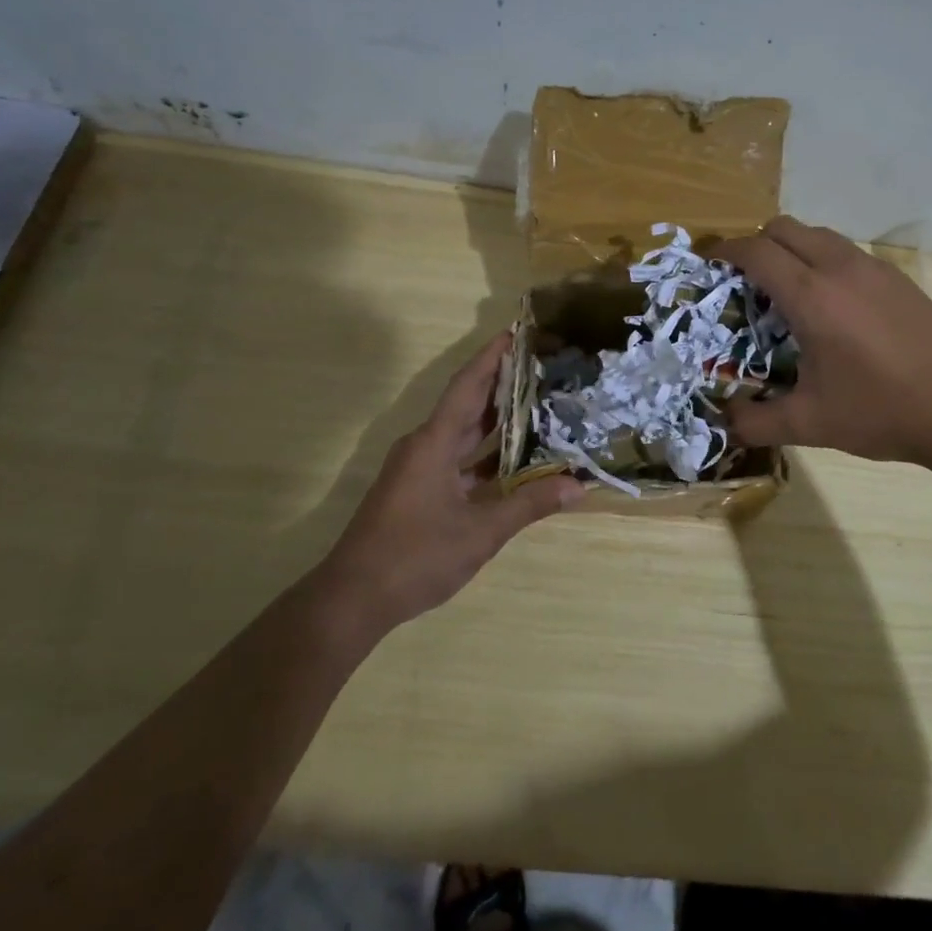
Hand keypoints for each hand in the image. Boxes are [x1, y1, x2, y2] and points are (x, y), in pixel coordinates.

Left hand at [325, 333, 581, 625]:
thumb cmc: (415, 557)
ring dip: (495, 420)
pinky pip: (457, 458)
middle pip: (467, 404)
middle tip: (541, 367)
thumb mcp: (481, 532)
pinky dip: (485, 454)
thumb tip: (578, 486)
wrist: (353, 598)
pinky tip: (514, 460)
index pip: (468, 386)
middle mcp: (424, 446)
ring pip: (462, 433)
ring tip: (537, 404)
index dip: (492, 357)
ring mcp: (418, 469)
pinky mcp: (417, 490)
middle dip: (501, 383)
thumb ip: (530, 505)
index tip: (517, 332)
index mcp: (434, 443)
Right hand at [714, 217, 931, 466]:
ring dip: (792, 249)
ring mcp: (875, 269)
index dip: (725, 250)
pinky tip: (833, 307)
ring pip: (819, 234)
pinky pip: (847, 252)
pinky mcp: (900, 279)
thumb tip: (725, 423)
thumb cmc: (882, 411)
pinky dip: (824, 261)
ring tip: (787, 292)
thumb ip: (758, 422)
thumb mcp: (811, 423)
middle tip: (745, 281)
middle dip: (756, 244)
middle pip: (784, 227)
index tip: (707, 261)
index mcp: (811, 296)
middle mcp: (840, 268)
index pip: (756, 252)